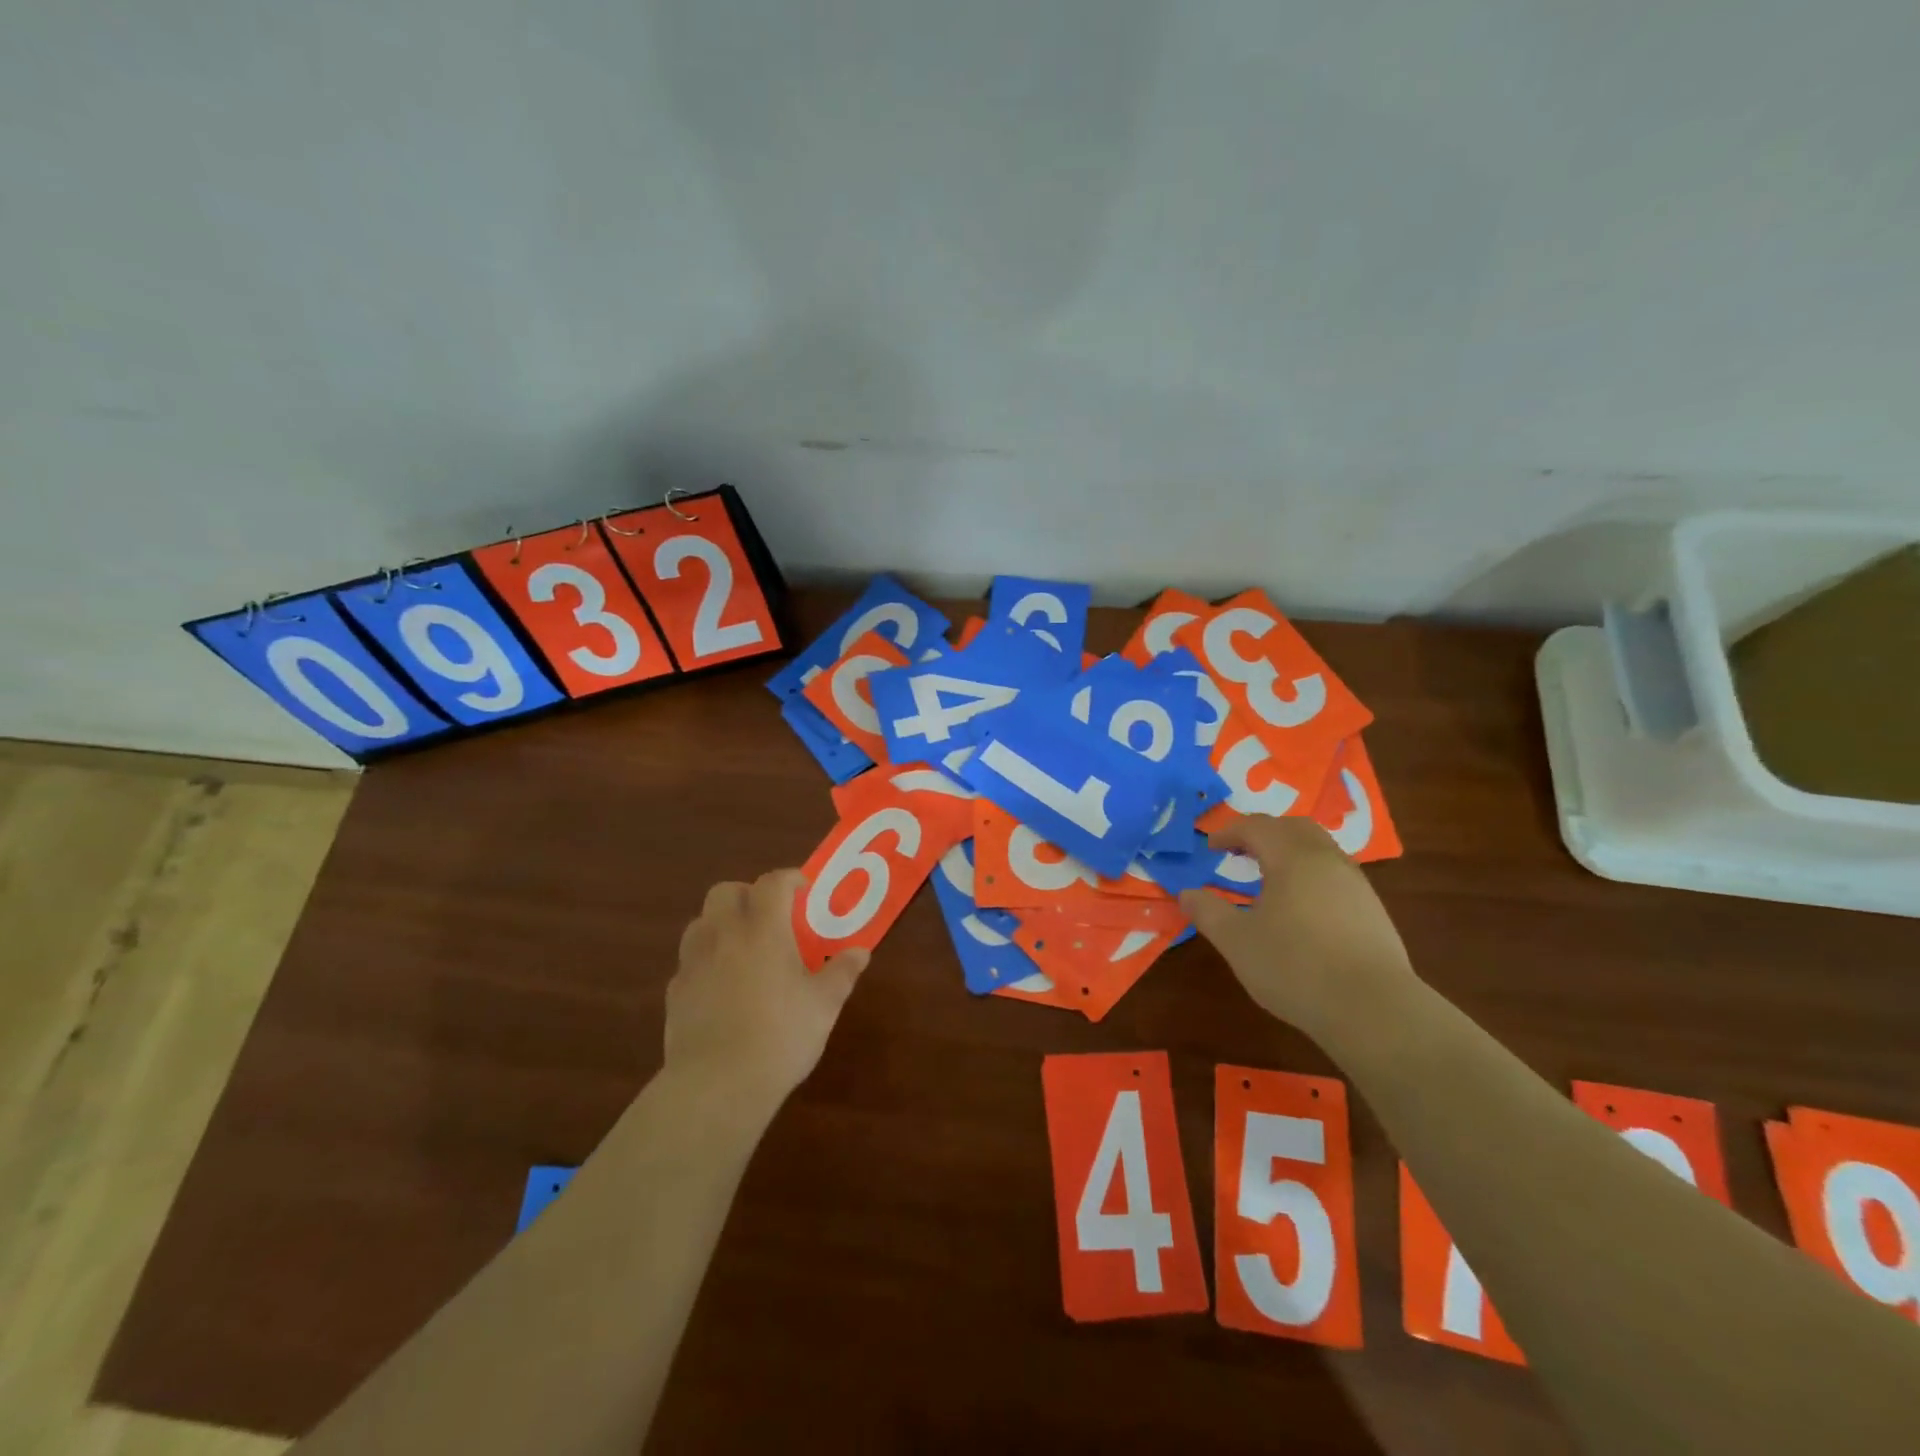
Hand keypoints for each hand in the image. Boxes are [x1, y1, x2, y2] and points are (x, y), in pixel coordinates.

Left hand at [665, 870, 868, 1108]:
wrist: (718, 1084)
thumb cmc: (781, 1035)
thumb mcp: (824, 1004)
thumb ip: (842, 972)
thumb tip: (860, 952)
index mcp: (763, 929)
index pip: (773, 883)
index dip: (789, 878)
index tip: (804, 889)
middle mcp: (724, 934)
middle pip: (726, 891)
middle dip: (748, 894)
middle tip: (770, 916)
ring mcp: (693, 962)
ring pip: (701, 922)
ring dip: (722, 923)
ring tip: (742, 948)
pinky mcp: (674, 992)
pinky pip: (689, 961)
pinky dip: (706, 960)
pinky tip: (721, 986)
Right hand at [1178, 816, 1414, 1045]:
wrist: (1373, 1010)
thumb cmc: (1295, 967)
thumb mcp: (1236, 941)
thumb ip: (1208, 912)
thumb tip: (1186, 893)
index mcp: (1292, 858)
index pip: (1257, 827)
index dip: (1229, 831)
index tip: (1210, 847)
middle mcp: (1327, 860)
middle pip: (1294, 828)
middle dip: (1264, 832)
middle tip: (1241, 850)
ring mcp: (1356, 884)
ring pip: (1320, 849)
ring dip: (1290, 852)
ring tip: (1269, 877)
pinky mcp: (1373, 910)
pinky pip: (1335, 874)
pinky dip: (1311, 874)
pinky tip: (1302, 907)